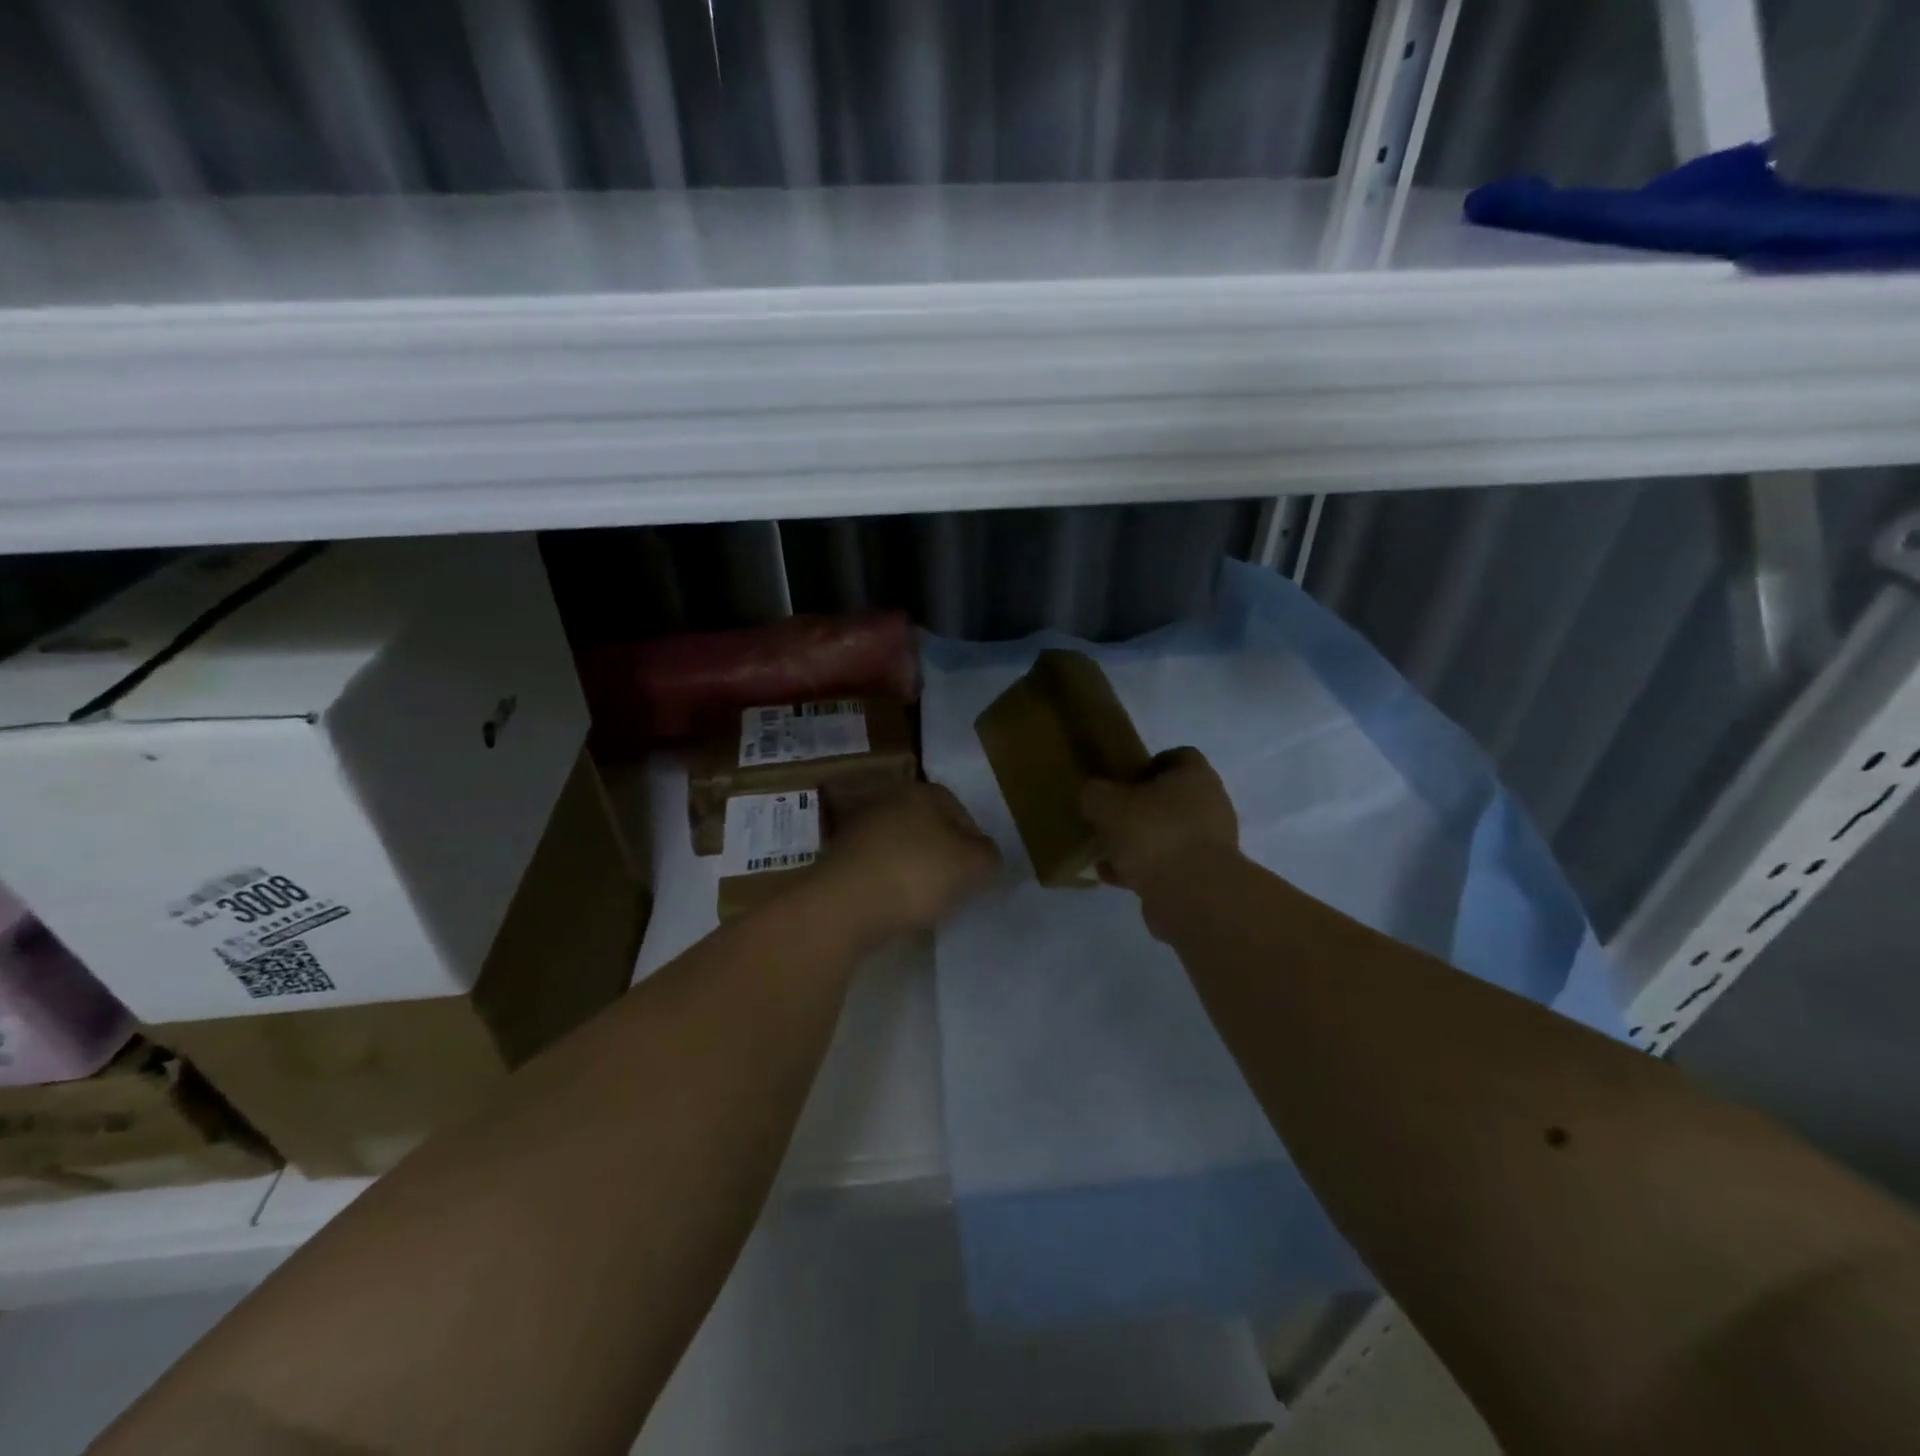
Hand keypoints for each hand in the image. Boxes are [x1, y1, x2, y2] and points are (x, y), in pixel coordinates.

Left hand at [822, 783, 1001, 936]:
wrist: (845, 902)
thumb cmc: (917, 873)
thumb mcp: (970, 865)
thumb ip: (988, 856)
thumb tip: (988, 855)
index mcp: (923, 792)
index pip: (960, 810)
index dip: (974, 841)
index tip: (979, 872)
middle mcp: (890, 801)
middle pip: (929, 827)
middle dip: (943, 854)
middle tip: (956, 886)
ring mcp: (861, 829)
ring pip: (902, 846)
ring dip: (915, 869)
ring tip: (927, 901)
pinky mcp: (841, 858)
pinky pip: (879, 867)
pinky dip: (891, 882)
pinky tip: (897, 905)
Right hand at [1082, 747, 1238, 896]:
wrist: (1192, 895)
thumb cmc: (1153, 834)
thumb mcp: (1107, 804)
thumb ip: (1096, 794)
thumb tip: (1095, 796)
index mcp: (1196, 777)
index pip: (1179, 757)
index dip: (1150, 765)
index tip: (1124, 780)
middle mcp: (1211, 806)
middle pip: (1173, 799)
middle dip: (1141, 808)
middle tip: (1112, 817)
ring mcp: (1212, 844)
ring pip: (1169, 835)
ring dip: (1141, 842)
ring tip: (1108, 852)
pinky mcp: (1205, 877)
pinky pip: (1169, 865)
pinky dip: (1144, 869)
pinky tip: (1115, 877)